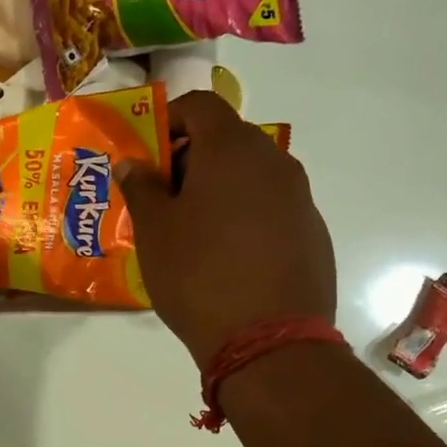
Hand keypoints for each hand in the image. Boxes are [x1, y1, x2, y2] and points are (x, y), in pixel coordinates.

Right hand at [117, 91, 336, 363]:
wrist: (269, 341)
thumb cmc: (198, 275)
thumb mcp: (154, 231)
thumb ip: (141, 187)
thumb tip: (133, 163)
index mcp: (232, 150)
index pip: (200, 105)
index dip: (168, 121)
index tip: (146, 156)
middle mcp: (273, 161)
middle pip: (226, 139)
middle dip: (188, 159)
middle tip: (160, 198)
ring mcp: (300, 197)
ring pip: (249, 175)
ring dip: (216, 189)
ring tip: (189, 232)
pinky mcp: (312, 232)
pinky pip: (269, 207)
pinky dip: (243, 216)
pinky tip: (225, 258)